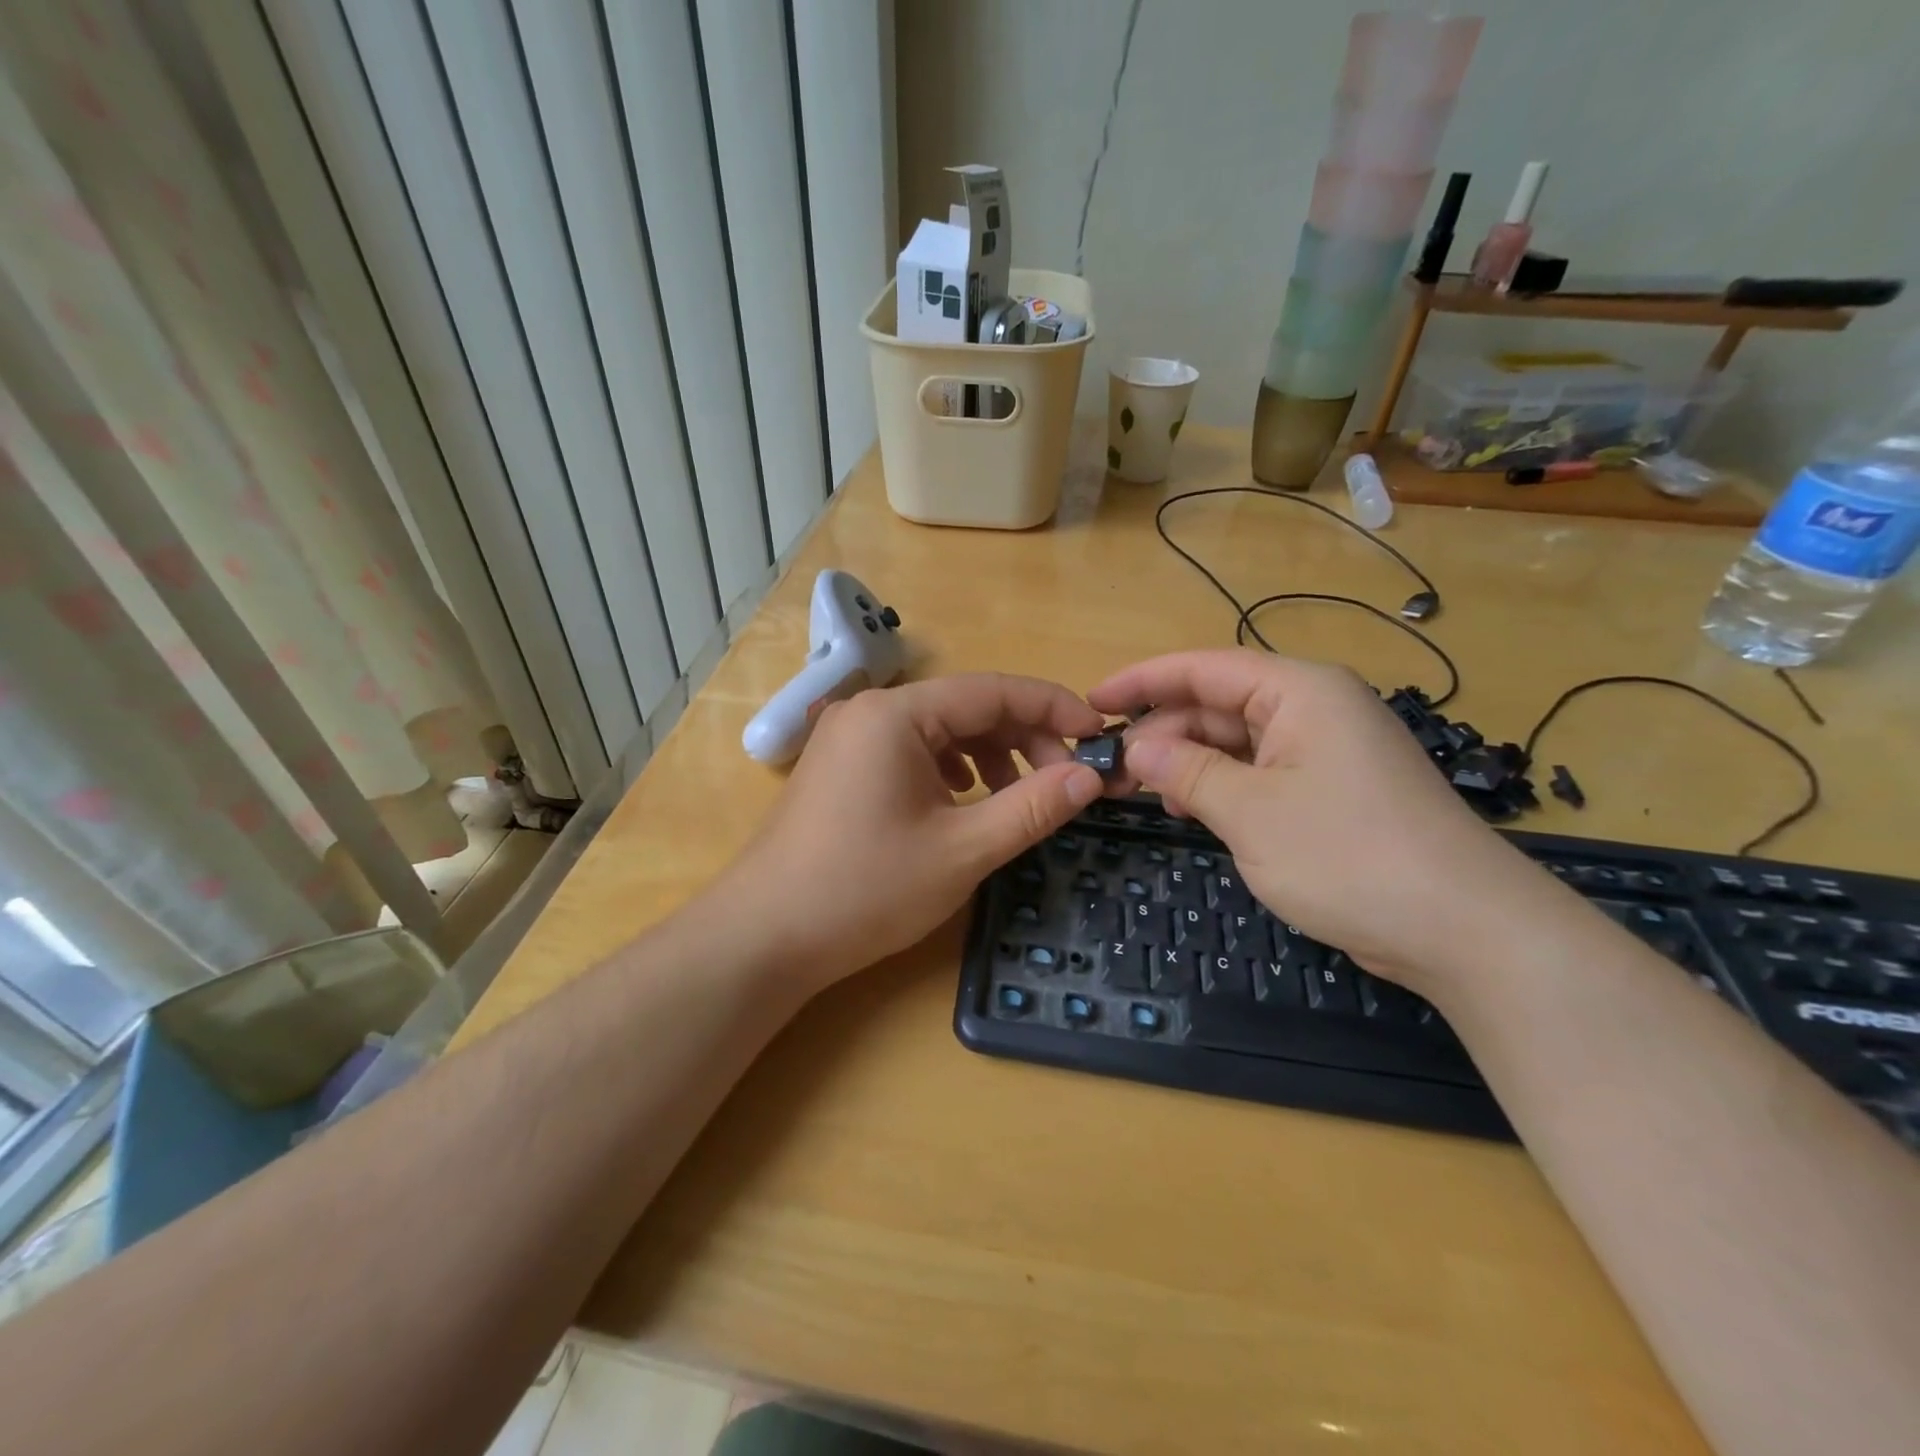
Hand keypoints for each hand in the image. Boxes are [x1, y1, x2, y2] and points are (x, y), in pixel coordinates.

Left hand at [719, 674, 1106, 989]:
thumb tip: (1091, 776)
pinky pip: (913, 752)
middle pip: (966, 708)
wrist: (764, 937)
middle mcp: (870, 711)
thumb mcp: (961, 850)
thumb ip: (1032, 807)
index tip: (1100, 735)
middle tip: (1065, 783)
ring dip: (990, 756)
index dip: (1053, 707)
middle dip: (1024, 738)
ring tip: (1020, 797)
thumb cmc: (865, 890)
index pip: (993, 690)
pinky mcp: (842, 767)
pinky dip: (952, 771)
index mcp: (897, 714)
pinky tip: (967, 802)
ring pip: (940, 731)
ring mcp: (850, 738)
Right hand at [1087, 650, 1554, 991]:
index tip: (1091, 701)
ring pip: (1235, 742)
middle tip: (1108, 770)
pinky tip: (1187, 807)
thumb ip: (1186, 773)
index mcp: (1299, 691)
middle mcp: (1312, 710)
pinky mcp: (1329, 793)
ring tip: (1137, 791)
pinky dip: (1218, 786)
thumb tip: (1135, 748)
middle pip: (1217, 705)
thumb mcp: (1251, 812)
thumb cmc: (1350, 855)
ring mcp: (1323, 752)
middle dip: (1161, 732)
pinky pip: (1257, 773)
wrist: (1464, 929)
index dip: (1142, 681)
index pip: (1204, 668)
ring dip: (1186, 763)